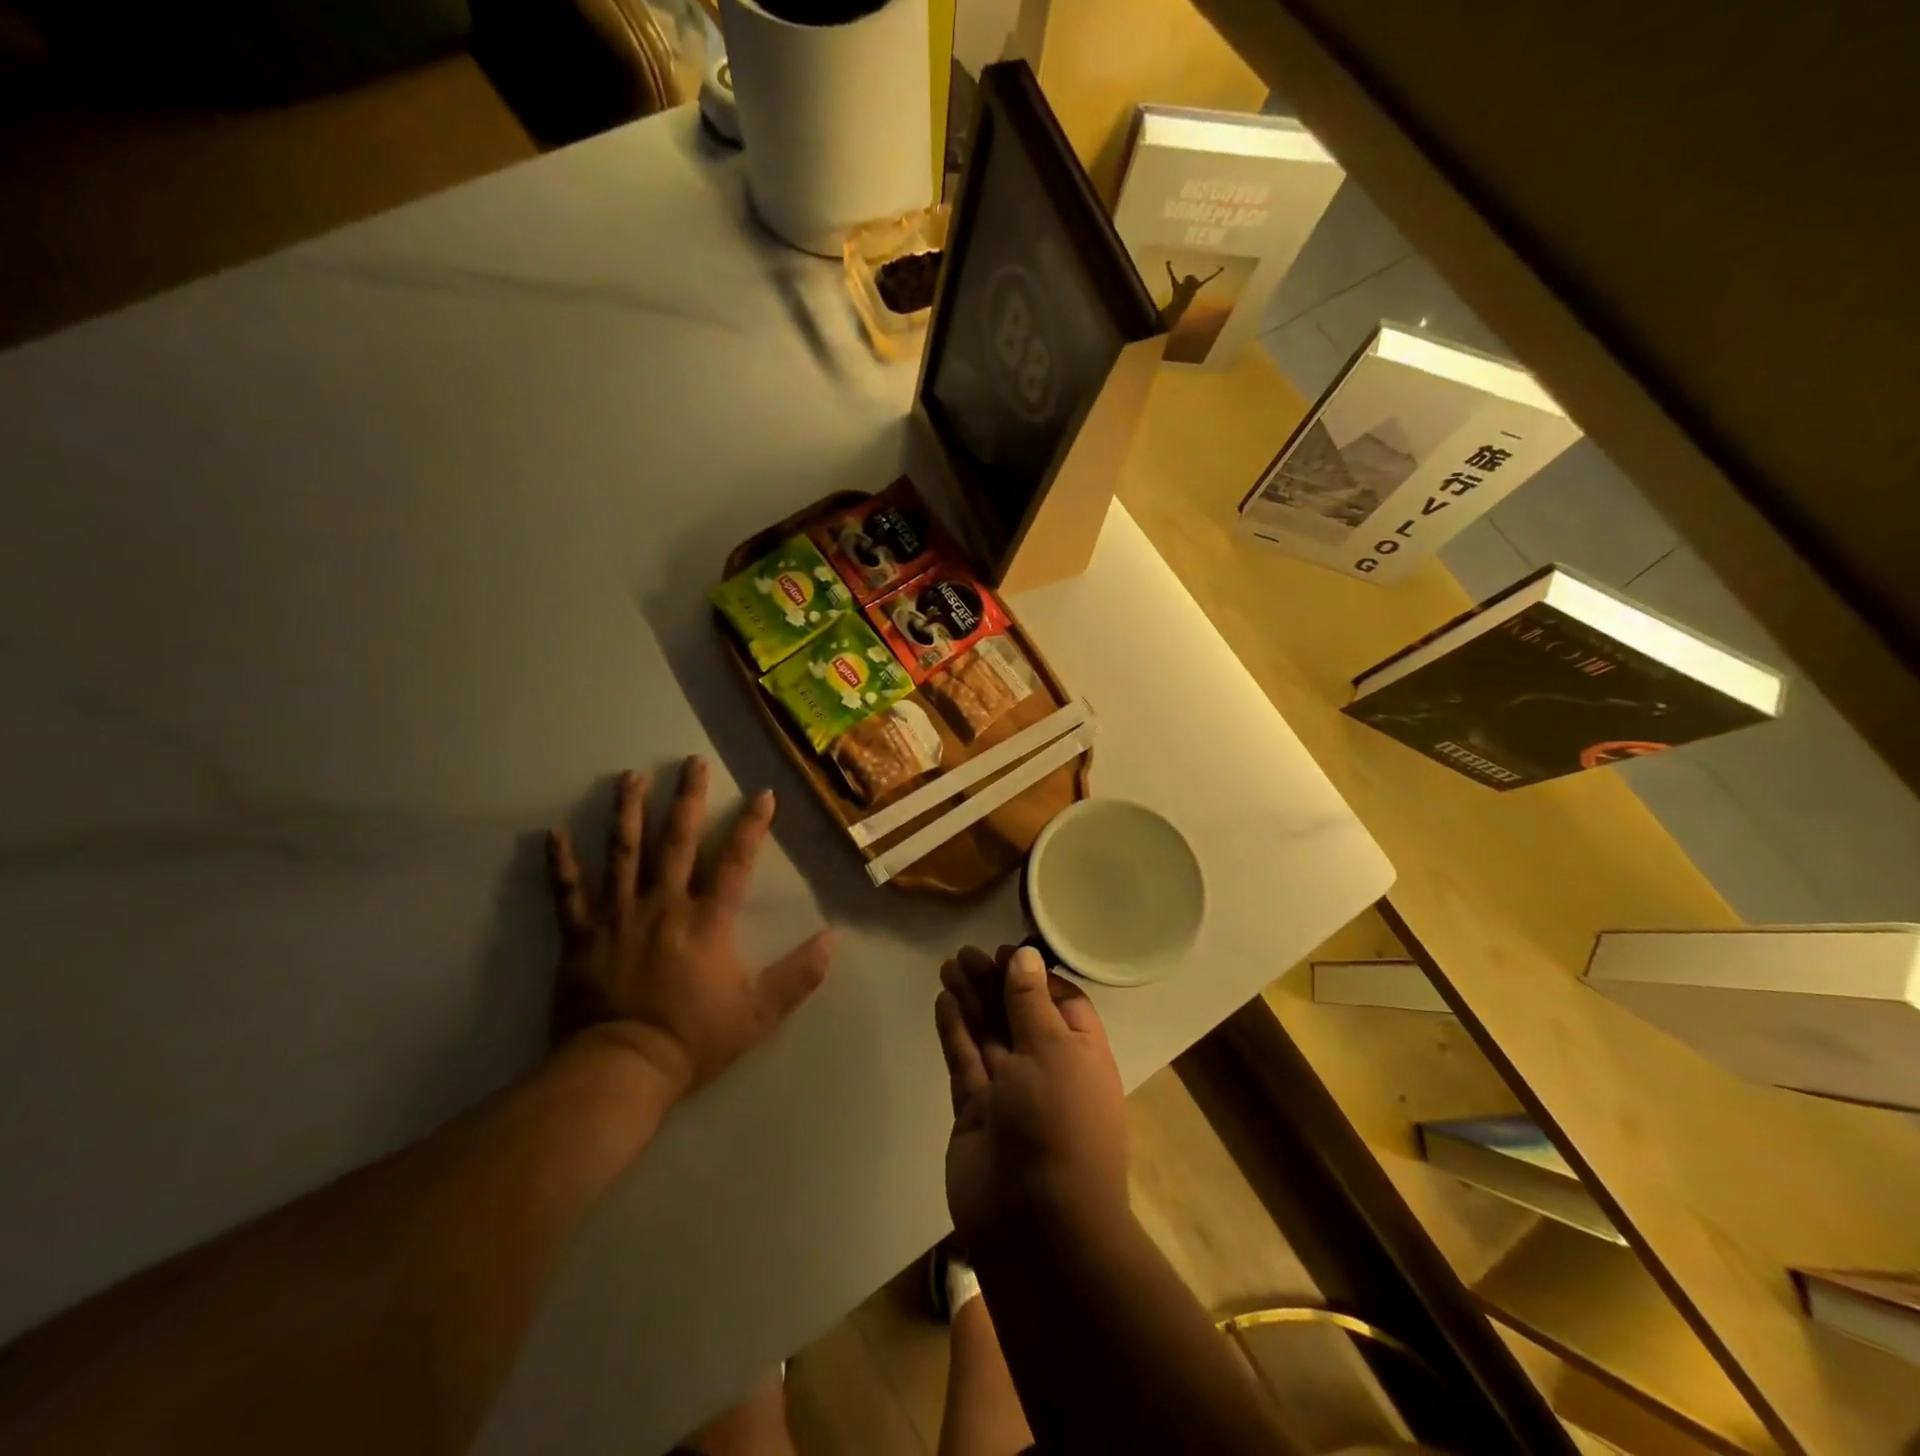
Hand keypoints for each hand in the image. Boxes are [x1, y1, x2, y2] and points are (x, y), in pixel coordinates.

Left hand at [547, 756, 833, 1097]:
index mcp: (707, 920)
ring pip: (622, 853)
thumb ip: (798, 976)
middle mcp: (663, 905)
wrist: (620, 1070)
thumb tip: (832, 940)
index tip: (762, 793)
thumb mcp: (758, 1014)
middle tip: (691, 761)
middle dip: (687, 798)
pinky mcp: (581, 936)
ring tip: (631, 776)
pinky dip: (560, 863)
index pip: (735, 860)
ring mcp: (618, 916)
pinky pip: (567, 893)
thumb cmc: (692, 1039)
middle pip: (676, 840)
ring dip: (627, 811)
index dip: (752, 824)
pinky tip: (553, 832)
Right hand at [935, 945, 1128, 1251]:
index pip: (1059, 1001)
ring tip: (949, 966)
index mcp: (1080, 1053)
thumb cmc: (1057, 1123)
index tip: (1004, 952)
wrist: (1037, 1225)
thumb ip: (1030, 1002)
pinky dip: (956, 1031)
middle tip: (964, 954)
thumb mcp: (1051, 1050)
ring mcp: (1009, 1092)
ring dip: (971, 1000)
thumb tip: (1026, 956)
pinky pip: (965, 1061)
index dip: (1031, 975)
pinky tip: (944, 1002)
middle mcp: (1046, 1068)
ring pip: (988, 1034)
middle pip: (1017, 1013)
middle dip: (993, 983)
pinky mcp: (976, 1112)